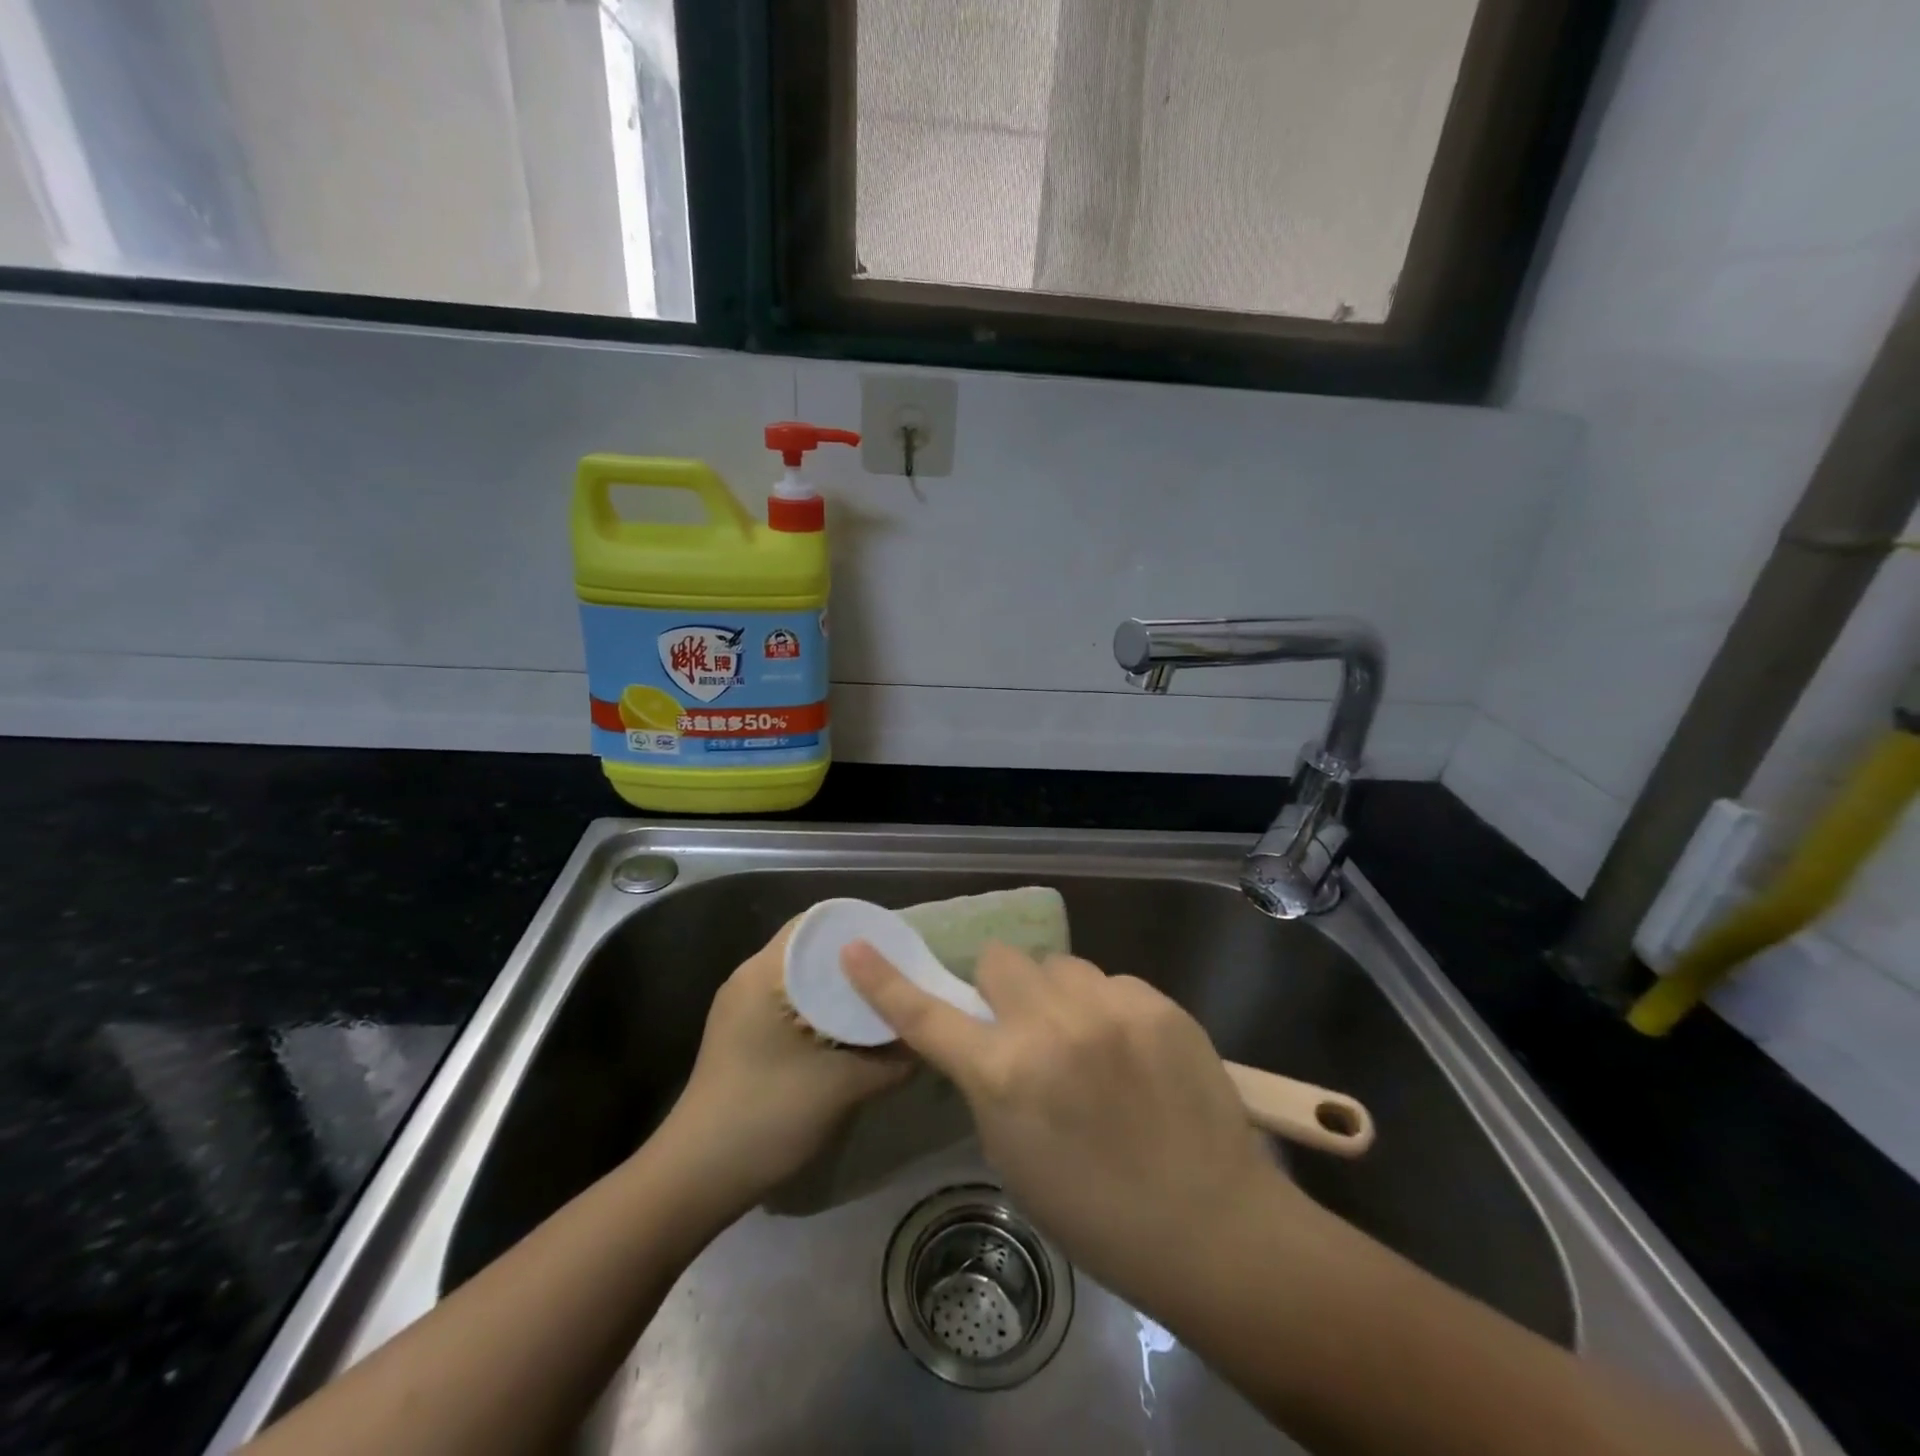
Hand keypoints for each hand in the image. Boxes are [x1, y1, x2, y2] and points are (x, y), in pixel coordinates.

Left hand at [666, 920, 909, 1208]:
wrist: (695, 1181)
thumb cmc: (766, 1117)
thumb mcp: (842, 1087)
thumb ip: (892, 1059)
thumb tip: (926, 1039)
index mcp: (765, 972)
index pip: (819, 923)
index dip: (862, 930)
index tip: (900, 946)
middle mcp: (750, 978)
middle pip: (813, 950)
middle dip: (858, 962)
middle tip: (902, 976)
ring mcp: (743, 1008)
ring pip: (804, 979)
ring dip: (841, 989)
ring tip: (885, 1001)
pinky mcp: (744, 1034)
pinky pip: (792, 1003)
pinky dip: (824, 1010)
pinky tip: (853, 1032)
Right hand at [841, 939, 1295, 1309]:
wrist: (1210, 1224)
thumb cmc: (1096, 1212)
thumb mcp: (1014, 1155)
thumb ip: (990, 1084)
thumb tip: (988, 1039)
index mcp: (1005, 1076)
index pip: (926, 1016)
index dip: (884, 981)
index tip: (855, 947)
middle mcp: (1051, 1026)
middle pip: (1002, 960)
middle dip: (1003, 989)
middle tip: (1026, 1027)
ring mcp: (1109, 1007)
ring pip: (1060, 966)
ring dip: (1059, 996)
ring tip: (1088, 1042)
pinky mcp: (1157, 1002)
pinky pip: (1112, 982)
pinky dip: (1108, 1009)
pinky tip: (1132, 1051)